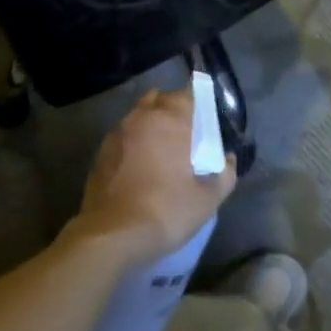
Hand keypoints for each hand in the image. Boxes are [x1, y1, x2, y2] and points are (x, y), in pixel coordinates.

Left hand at [71, 86, 236, 265]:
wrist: (110, 236)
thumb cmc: (165, 211)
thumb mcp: (207, 200)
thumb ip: (225, 175)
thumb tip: (229, 160)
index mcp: (170, 119)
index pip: (187, 94)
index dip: (198, 104)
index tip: (205, 121)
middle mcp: (143, 117)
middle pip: (161, 99)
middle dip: (174, 110)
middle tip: (185, 134)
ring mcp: (118, 133)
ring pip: (139, 115)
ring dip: (151, 124)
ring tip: (162, 149)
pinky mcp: (101, 152)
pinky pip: (124, 136)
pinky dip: (134, 142)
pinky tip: (140, 165)